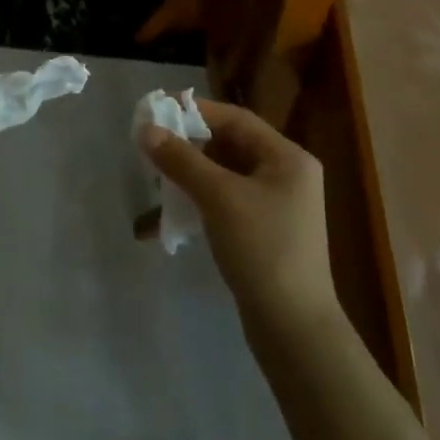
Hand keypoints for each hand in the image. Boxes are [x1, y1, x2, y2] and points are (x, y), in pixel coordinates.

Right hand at [140, 100, 335, 329]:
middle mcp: (286, 175)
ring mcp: (276, 206)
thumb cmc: (262, 249)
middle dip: (187, 147)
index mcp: (287, 158)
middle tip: (151, 148)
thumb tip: (145, 129)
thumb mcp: (218, 197)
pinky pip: (225, 204)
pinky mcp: (264, 233)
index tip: (156, 110)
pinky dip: (198, 203)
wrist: (294, 329)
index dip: (194, 111)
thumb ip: (180, 159)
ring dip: (188, 177)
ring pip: (223, 177)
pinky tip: (170, 218)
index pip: (235, 119)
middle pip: (229, 146)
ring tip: (156, 182)